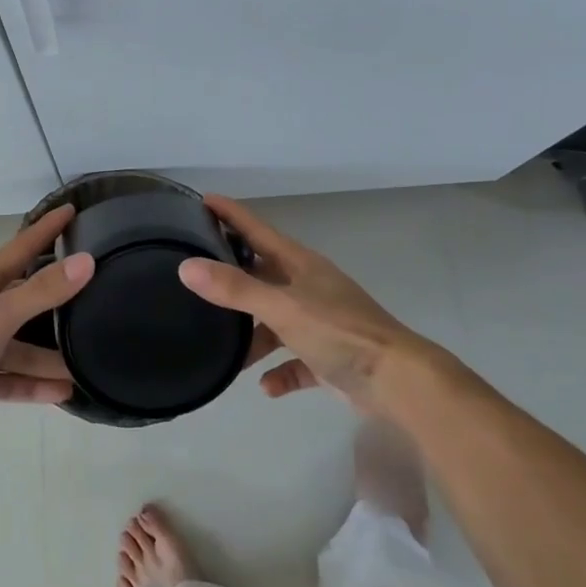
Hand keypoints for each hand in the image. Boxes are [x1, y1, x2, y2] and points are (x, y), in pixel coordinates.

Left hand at [0, 204, 93, 453]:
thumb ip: (42, 290)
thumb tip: (86, 261)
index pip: (21, 247)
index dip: (46, 228)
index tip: (72, 208)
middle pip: (26, 297)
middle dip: (57, 297)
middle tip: (96, 290)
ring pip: (22, 346)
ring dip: (50, 356)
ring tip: (85, 364)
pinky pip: (12, 378)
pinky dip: (34, 384)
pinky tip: (64, 392)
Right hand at [178, 194, 440, 410]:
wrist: (399, 382)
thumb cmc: (339, 332)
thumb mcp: (281, 308)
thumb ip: (235, 288)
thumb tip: (186, 266)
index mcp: (299, 265)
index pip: (256, 230)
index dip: (230, 214)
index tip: (202, 200)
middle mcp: (308, 287)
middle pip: (262, 275)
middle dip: (233, 277)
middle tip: (197, 277)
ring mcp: (320, 322)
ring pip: (276, 322)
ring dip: (253, 337)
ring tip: (226, 353)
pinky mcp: (330, 357)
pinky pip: (295, 360)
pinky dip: (280, 371)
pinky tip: (266, 386)